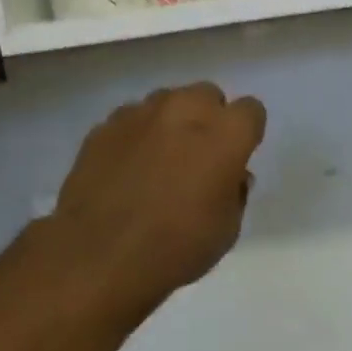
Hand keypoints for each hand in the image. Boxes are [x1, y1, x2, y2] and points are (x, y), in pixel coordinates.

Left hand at [53, 83, 265, 310]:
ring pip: (166, 101)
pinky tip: (128, 168)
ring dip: (171, 122)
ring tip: (160, 160)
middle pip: (207, 95)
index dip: (246, 134)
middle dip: (209, 118)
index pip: (250, 110)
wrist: (100, 256)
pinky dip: (137, 136)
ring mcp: (140, 114)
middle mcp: (185, 111)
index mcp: (225, 135)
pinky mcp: (104, 127)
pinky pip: (131, 119)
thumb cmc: (177, 247)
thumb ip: (235, 192)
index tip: (236, 157)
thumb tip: (232, 176)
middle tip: (199, 156)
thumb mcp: (227, 229)